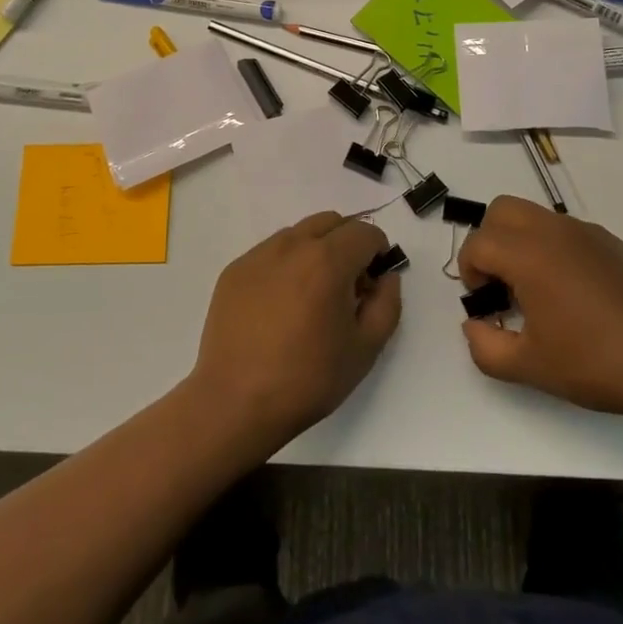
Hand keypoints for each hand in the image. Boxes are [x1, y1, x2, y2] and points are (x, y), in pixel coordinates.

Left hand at [189, 212, 401, 450]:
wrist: (236, 401)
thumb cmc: (307, 379)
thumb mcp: (365, 349)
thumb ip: (387, 305)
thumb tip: (386, 278)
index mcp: (327, 261)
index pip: (364, 232)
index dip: (378, 251)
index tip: (375, 280)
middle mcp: (292, 245)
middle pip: (331, 222)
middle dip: (348, 243)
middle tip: (348, 284)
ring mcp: (259, 254)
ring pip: (299, 233)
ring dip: (316, 250)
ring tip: (312, 295)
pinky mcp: (235, 269)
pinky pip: (270, 252)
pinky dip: (286, 264)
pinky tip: (280, 304)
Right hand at [457, 196, 622, 426]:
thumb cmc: (596, 363)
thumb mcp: (530, 367)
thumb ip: (485, 347)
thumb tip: (474, 325)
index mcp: (528, 254)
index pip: (478, 244)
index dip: (469, 272)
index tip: (485, 304)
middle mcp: (553, 231)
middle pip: (501, 210)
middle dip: (490, 241)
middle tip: (502, 284)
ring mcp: (586, 232)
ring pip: (535, 216)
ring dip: (521, 242)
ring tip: (537, 291)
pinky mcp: (612, 242)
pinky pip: (566, 231)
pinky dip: (553, 248)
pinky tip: (574, 294)